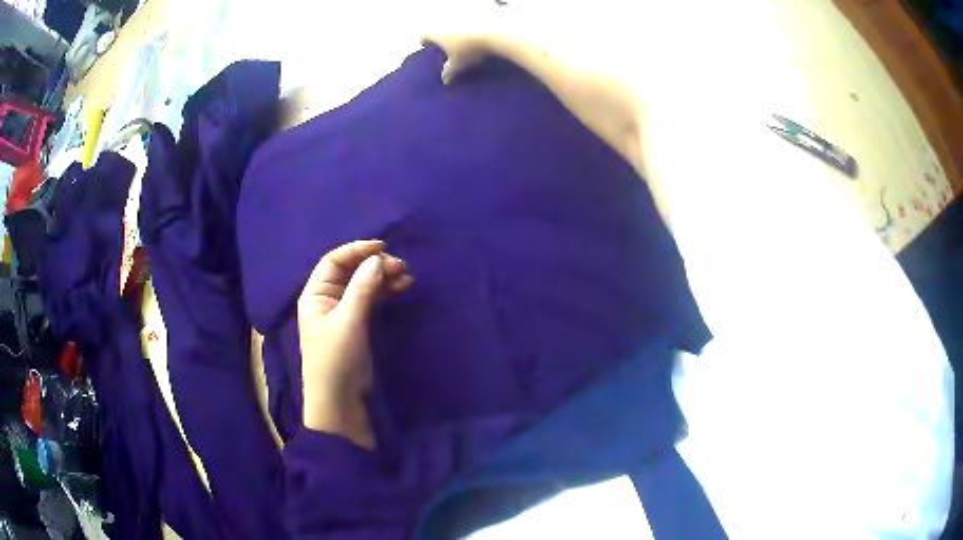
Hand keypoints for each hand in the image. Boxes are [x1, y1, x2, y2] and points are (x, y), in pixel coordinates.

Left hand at [297, 240, 412, 447]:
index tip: (382, 247)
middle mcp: (327, 299)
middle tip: (400, 266)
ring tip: (406, 276)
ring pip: (364, 284)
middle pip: (351, 271)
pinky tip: (402, 287)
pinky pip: (371, 299)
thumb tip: (377, 259)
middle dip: (374, 264)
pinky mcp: (357, 324)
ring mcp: (343, 312)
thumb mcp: (348, 322)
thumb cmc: (336, 359)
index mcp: (315, 294)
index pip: (334, 261)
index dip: (356, 250)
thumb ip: (362, 288)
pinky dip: (385, 292)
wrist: (340, 401)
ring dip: (383, 277)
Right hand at [421, 2, 512, 83]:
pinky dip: (477, 20)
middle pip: (438, 25)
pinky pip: (474, 13)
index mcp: (434, 30)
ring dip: (458, 25)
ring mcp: (461, 10)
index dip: (426, 42)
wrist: (497, 31)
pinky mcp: (478, 6)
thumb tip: (445, 79)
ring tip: (467, 36)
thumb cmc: (471, 49)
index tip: (431, 49)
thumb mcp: (459, 65)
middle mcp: (443, 17)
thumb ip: (449, 71)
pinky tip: (484, 29)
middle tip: (449, 44)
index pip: (423, 36)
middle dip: (442, 33)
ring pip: (455, 18)